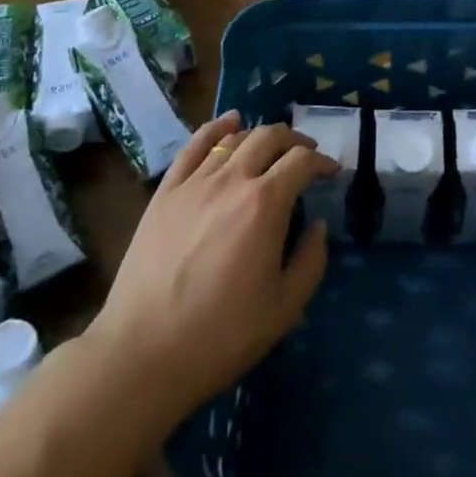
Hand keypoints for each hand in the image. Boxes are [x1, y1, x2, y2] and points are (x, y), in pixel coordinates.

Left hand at [88, 113, 336, 425]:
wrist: (143, 353)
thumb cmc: (221, 335)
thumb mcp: (284, 308)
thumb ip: (311, 260)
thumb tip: (318, 226)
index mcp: (265, 204)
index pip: (301, 161)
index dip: (322, 162)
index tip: (331, 173)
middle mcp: (231, 180)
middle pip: (269, 137)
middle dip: (294, 140)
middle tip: (305, 156)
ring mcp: (194, 183)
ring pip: (233, 138)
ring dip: (260, 135)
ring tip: (271, 146)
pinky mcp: (165, 193)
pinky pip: (193, 146)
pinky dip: (215, 128)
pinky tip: (228, 123)